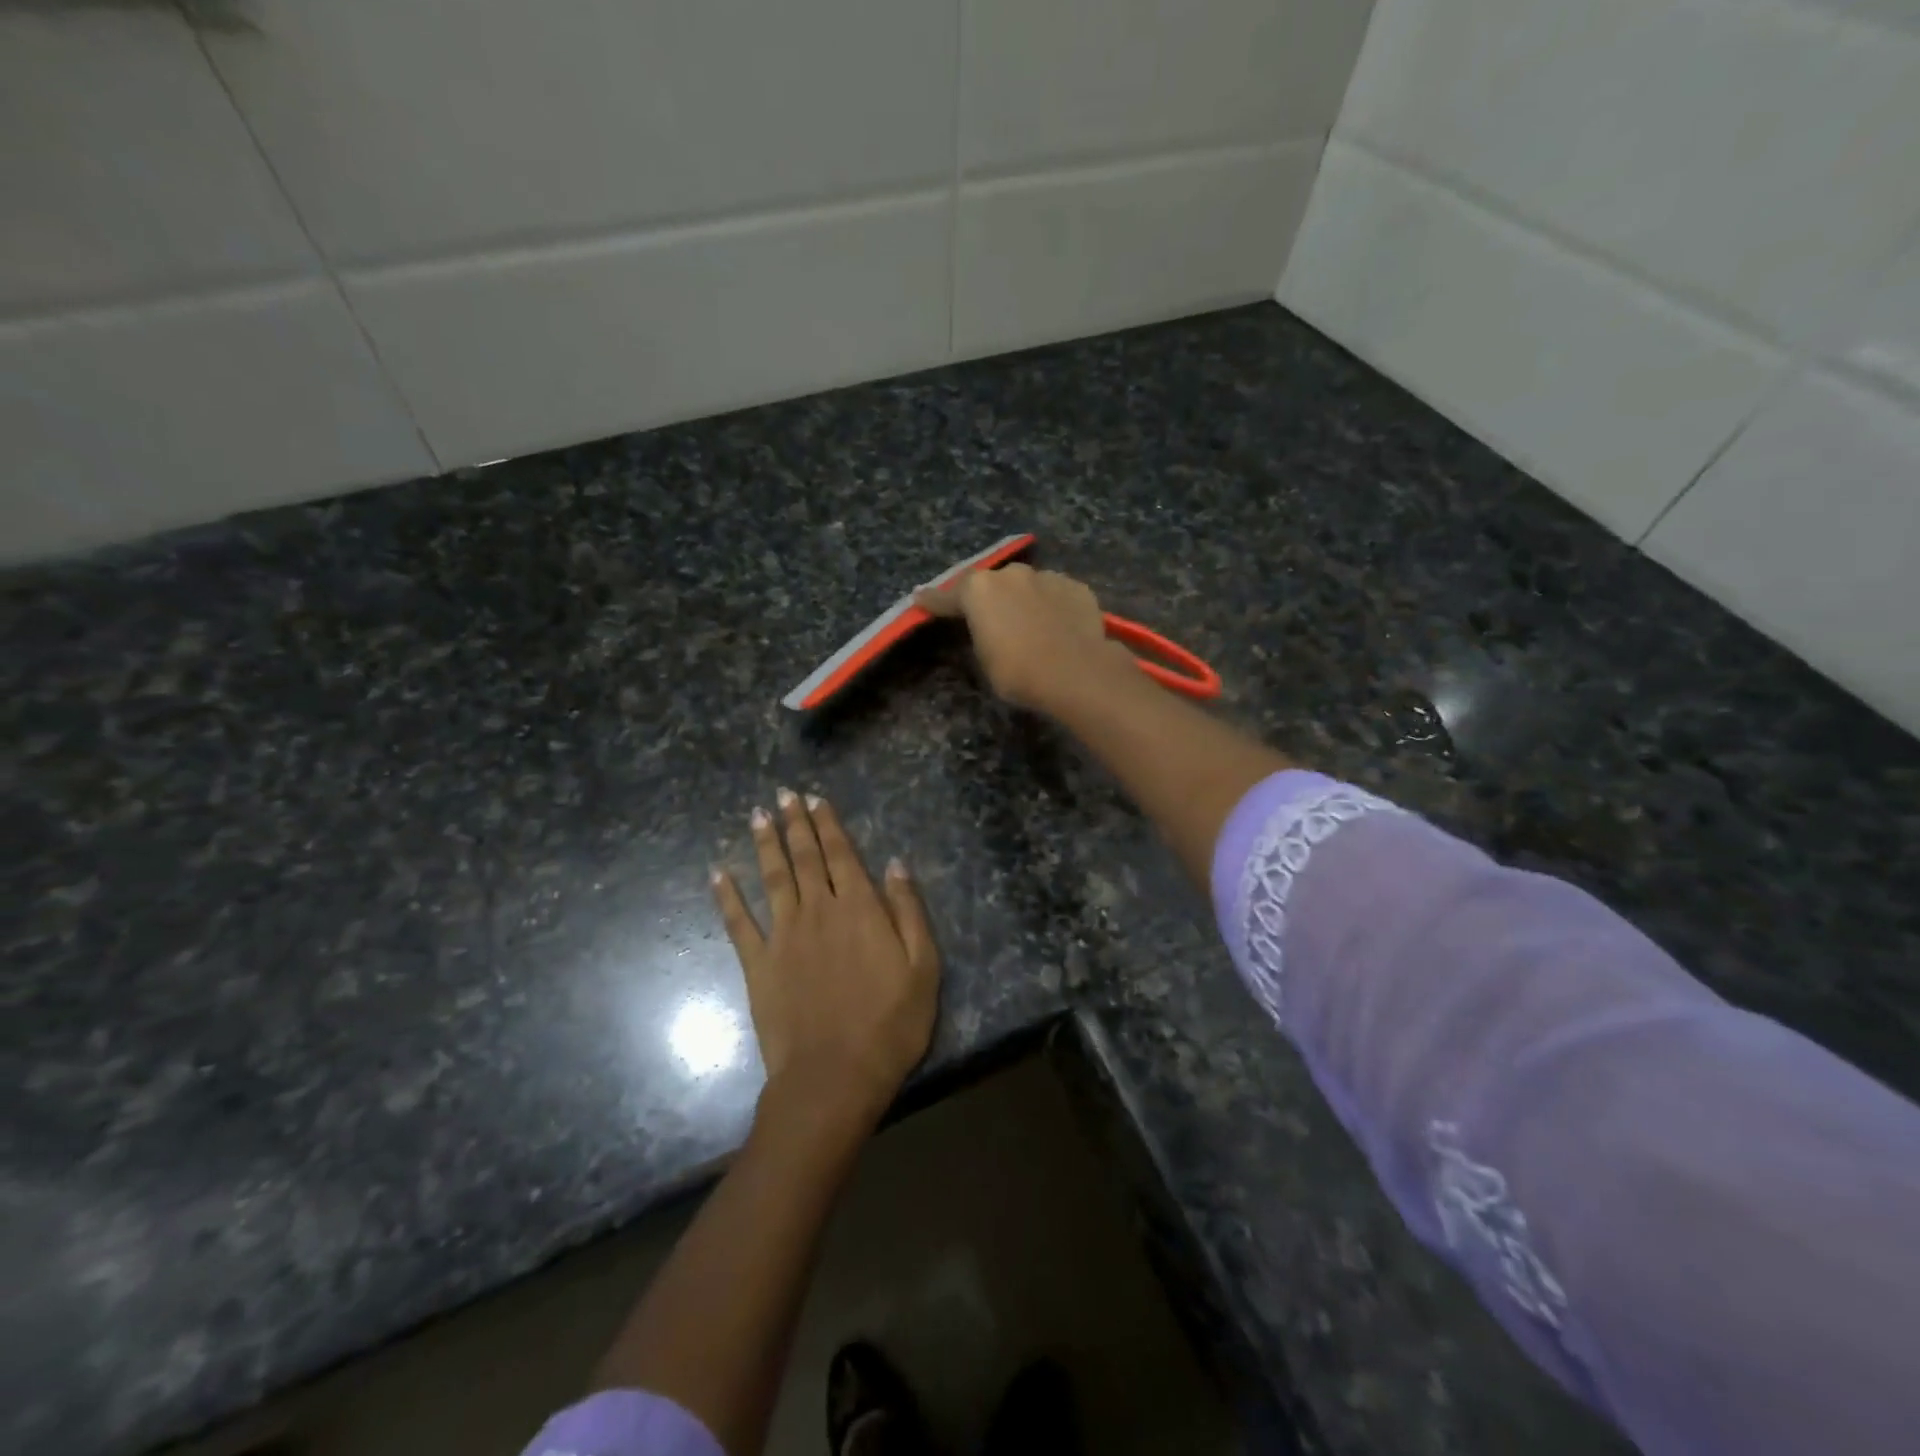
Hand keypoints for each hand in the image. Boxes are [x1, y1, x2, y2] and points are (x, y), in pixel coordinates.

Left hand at [713, 790, 939, 1129]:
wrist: (834, 1077)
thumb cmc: (890, 1025)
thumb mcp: (923, 967)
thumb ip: (909, 911)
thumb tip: (895, 864)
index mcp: (859, 908)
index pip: (841, 854)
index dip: (828, 824)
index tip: (815, 798)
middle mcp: (818, 910)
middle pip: (804, 857)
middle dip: (795, 823)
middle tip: (784, 795)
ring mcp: (783, 936)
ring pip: (772, 878)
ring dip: (764, 845)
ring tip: (757, 816)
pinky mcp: (758, 965)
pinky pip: (738, 923)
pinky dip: (727, 897)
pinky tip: (717, 874)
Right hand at [916, 563, 1134, 715]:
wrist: (1076, 672)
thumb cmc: (1018, 672)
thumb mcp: (985, 659)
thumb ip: (980, 635)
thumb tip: (985, 628)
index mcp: (979, 590)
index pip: (947, 596)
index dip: (933, 600)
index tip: (920, 597)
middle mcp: (1011, 574)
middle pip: (992, 585)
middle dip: (989, 599)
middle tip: (991, 619)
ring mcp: (1047, 577)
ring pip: (1028, 586)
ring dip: (1024, 600)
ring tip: (1030, 624)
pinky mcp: (1077, 587)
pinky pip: (1056, 594)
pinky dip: (1053, 606)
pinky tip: (1058, 625)